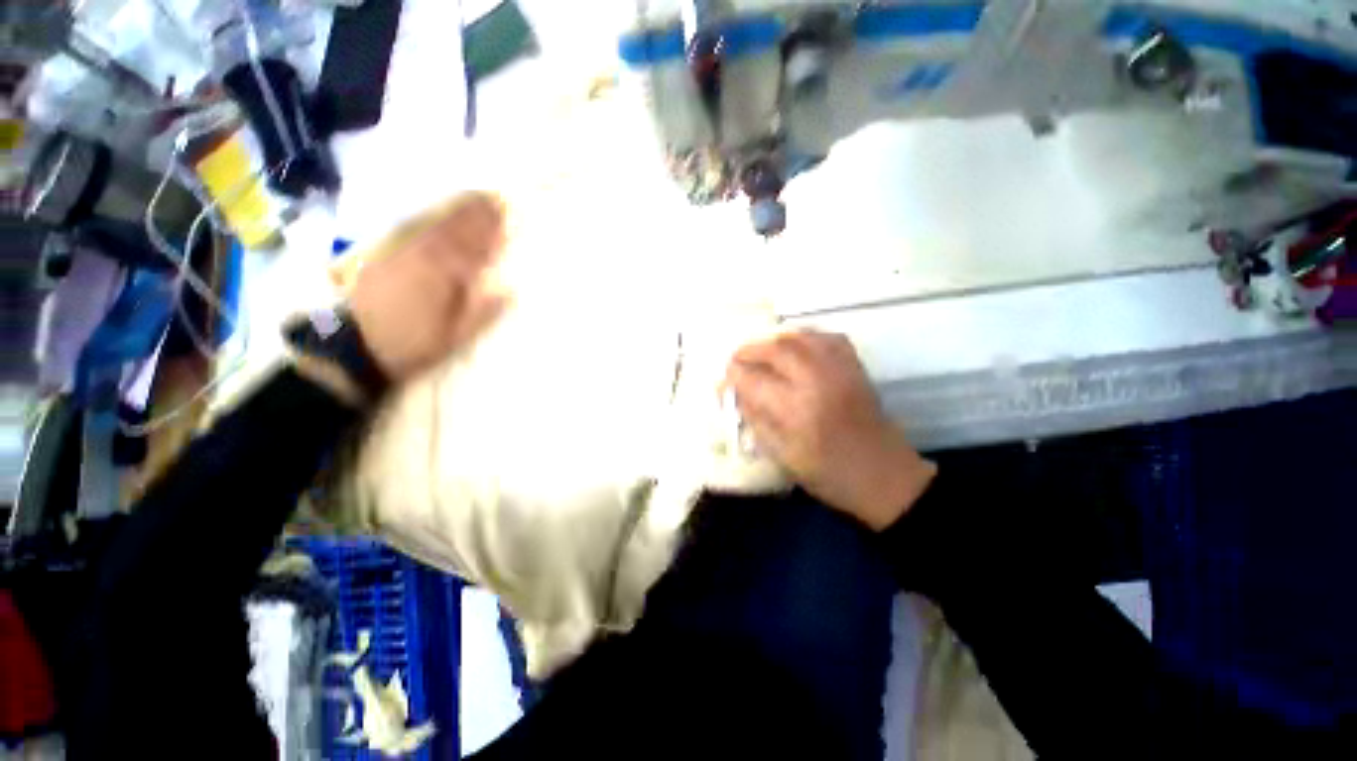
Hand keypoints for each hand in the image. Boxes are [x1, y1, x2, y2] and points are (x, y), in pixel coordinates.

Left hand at [348, 193, 508, 381]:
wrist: (357, 349)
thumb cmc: (414, 344)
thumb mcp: (456, 335)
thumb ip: (483, 312)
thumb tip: (508, 291)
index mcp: (443, 274)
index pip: (471, 245)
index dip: (488, 229)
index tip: (504, 214)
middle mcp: (422, 256)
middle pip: (452, 229)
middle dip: (473, 214)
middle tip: (491, 198)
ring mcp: (400, 253)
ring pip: (432, 226)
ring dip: (453, 213)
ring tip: (470, 200)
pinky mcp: (384, 257)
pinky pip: (411, 232)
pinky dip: (429, 222)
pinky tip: (436, 218)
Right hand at [726, 330, 935, 530]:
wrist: (884, 475)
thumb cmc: (829, 474)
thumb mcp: (782, 456)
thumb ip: (755, 419)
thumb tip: (734, 393)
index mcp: (796, 409)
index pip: (752, 379)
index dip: (732, 377)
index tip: (723, 382)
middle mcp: (817, 380)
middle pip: (775, 349)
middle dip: (748, 351)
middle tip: (736, 361)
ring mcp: (839, 369)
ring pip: (799, 336)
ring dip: (773, 340)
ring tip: (760, 353)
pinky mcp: (855, 366)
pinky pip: (826, 336)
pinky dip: (804, 336)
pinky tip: (795, 347)